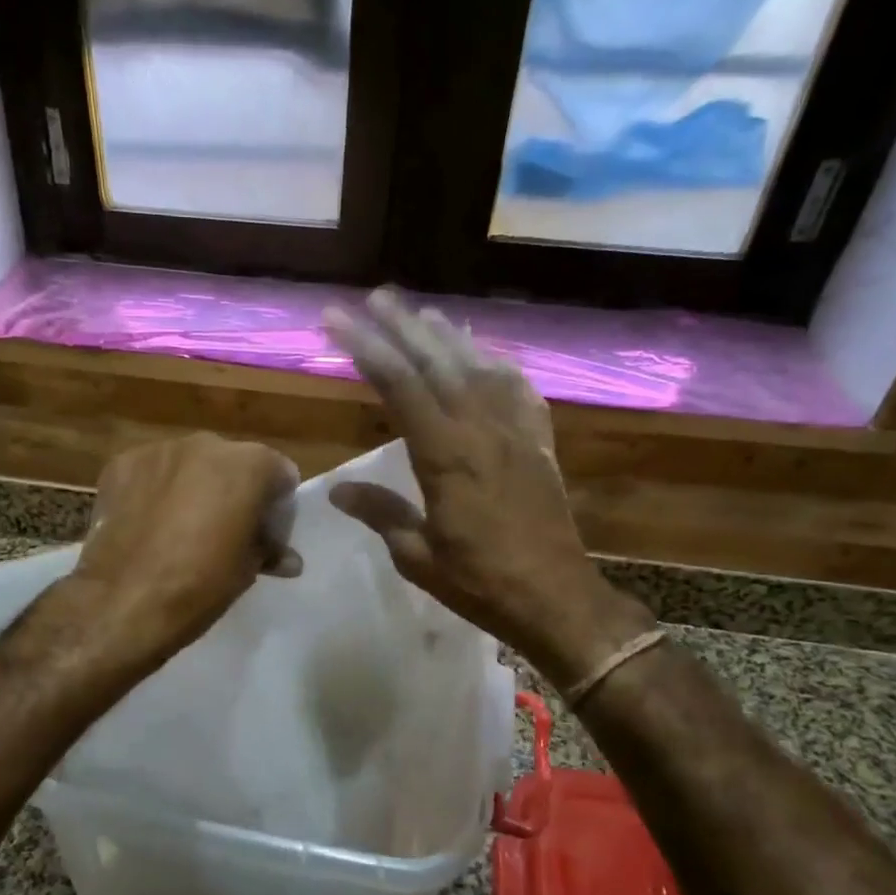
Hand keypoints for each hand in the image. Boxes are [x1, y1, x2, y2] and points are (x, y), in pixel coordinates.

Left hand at [68, 432, 300, 668]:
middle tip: (227, 530)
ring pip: (190, 464)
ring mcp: (159, 450)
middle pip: (233, 463)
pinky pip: (151, 472)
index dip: (277, 505)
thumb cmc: (201, 584)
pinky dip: (156, 491)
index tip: (267, 534)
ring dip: (194, 487)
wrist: (125, 601)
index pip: (279, 472)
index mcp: (249, 464)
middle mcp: (206, 444)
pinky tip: (149, 524)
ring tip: (183, 527)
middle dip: (234, 491)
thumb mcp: (248, 569)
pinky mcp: (121, 464)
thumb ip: (269, 548)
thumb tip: (286, 558)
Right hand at [322, 290, 652, 680]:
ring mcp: (515, 433)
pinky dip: (501, 367)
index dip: (366, 347)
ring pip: (480, 369)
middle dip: (404, 326)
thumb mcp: (418, 555)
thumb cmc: (480, 582)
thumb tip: (338, 490)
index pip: (398, 385)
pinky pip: (520, 393)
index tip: (338, 318)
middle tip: (377, 296)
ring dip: (451, 337)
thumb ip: (381, 513)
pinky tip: (490, 357)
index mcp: (444, 455)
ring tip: (426, 313)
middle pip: (438, 363)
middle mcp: (481, 430)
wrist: (556, 598)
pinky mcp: (539, 445)